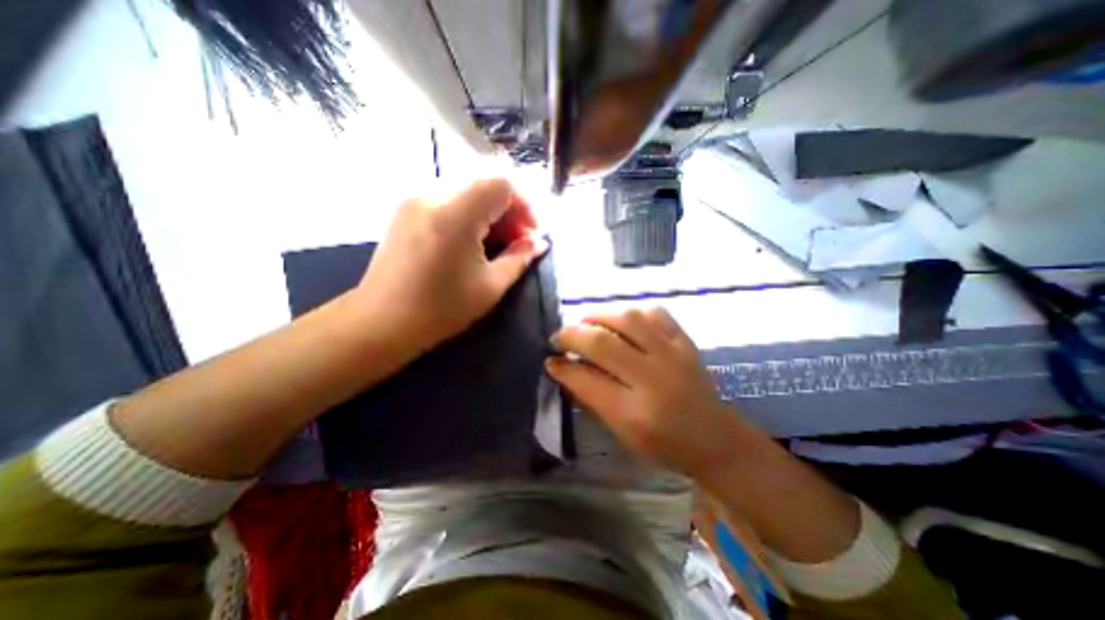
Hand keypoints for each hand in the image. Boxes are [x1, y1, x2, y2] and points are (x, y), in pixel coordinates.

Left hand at [354, 176, 547, 354]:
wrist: (381, 322)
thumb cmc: (441, 309)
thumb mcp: (490, 286)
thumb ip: (520, 258)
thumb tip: (539, 243)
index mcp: (457, 213)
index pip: (502, 183)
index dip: (525, 205)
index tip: (531, 234)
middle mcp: (433, 195)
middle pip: (485, 185)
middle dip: (509, 211)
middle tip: (517, 242)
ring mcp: (415, 200)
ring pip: (468, 192)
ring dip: (490, 213)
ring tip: (496, 244)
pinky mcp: (406, 210)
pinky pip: (448, 200)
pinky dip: (469, 214)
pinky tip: (471, 241)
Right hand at [548, 308, 744, 478]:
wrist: (715, 438)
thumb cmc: (664, 444)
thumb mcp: (621, 432)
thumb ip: (591, 397)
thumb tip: (563, 367)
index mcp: (636, 413)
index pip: (588, 381)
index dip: (563, 367)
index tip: (550, 359)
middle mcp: (654, 378)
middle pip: (603, 343)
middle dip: (572, 335)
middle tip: (559, 337)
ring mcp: (674, 354)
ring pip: (628, 318)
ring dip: (598, 316)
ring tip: (585, 322)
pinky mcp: (685, 341)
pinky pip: (654, 312)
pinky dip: (630, 311)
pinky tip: (619, 319)